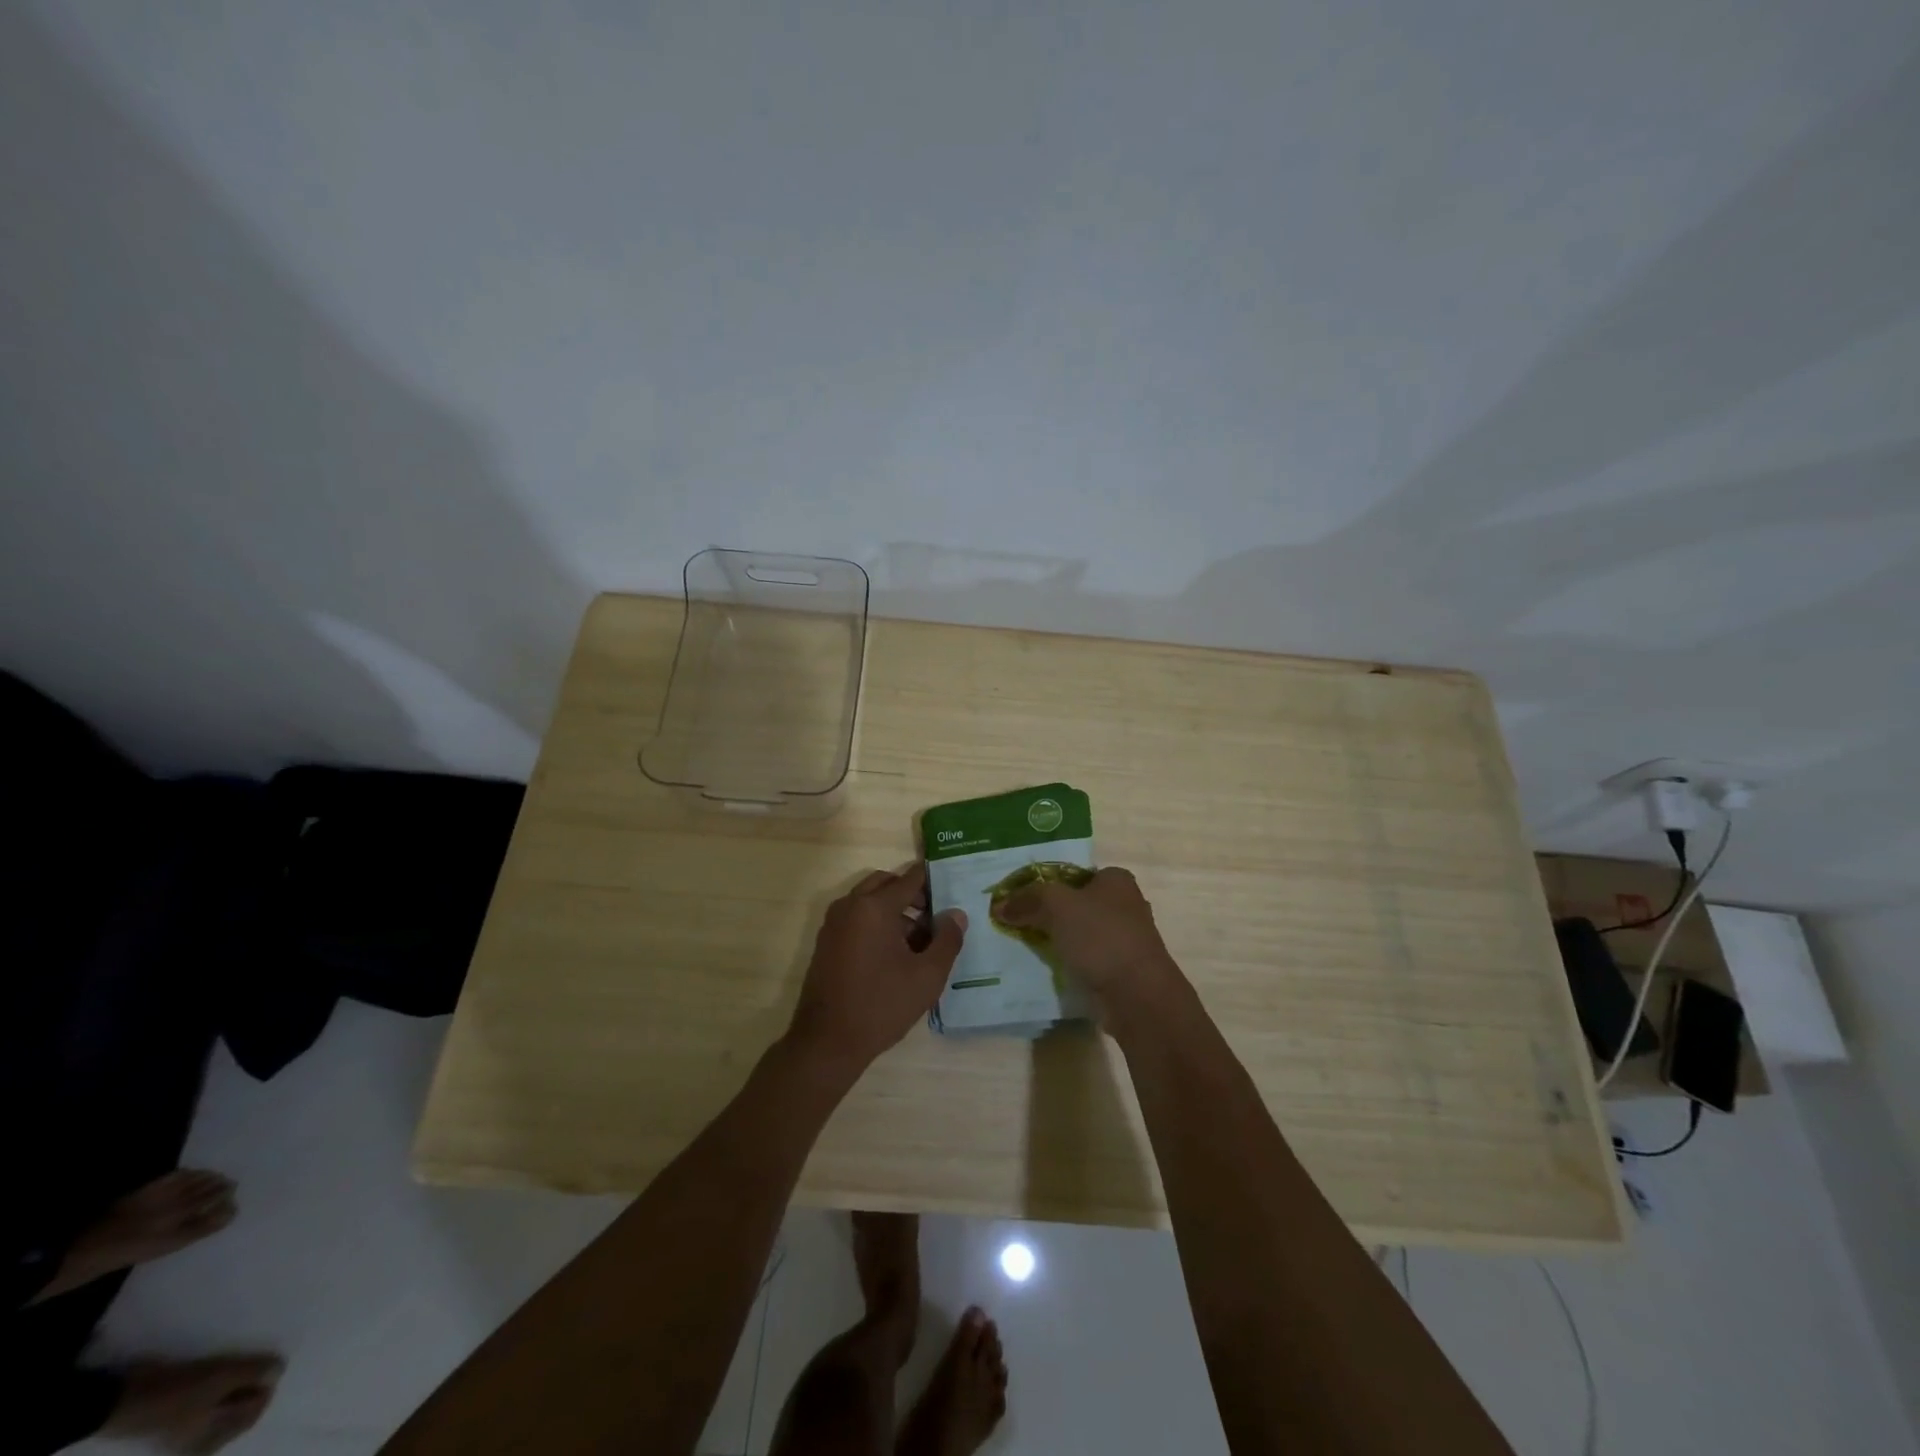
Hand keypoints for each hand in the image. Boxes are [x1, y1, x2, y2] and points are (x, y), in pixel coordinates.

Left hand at [785, 863, 965, 1073]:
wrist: (827, 1042)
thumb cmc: (881, 1005)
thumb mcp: (927, 976)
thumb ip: (947, 940)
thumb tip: (956, 914)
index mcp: (874, 907)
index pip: (909, 879)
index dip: (932, 881)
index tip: (951, 889)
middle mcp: (850, 906)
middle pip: (886, 883)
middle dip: (911, 894)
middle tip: (934, 917)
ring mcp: (833, 923)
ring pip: (868, 900)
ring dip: (893, 909)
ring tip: (917, 942)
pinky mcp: (826, 942)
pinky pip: (855, 917)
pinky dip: (875, 922)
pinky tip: (892, 955)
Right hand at [990, 866, 1180, 1023]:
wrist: (1137, 996)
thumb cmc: (1100, 937)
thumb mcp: (1057, 906)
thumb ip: (1028, 899)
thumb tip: (1000, 905)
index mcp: (1117, 880)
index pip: (1074, 874)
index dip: (1047, 884)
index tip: (1022, 900)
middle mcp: (1126, 905)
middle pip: (1078, 904)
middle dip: (1052, 914)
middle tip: (1020, 923)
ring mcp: (1127, 940)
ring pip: (1082, 934)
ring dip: (1060, 941)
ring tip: (1029, 948)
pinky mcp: (1123, 970)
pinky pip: (1088, 960)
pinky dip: (1071, 964)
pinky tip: (1051, 971)